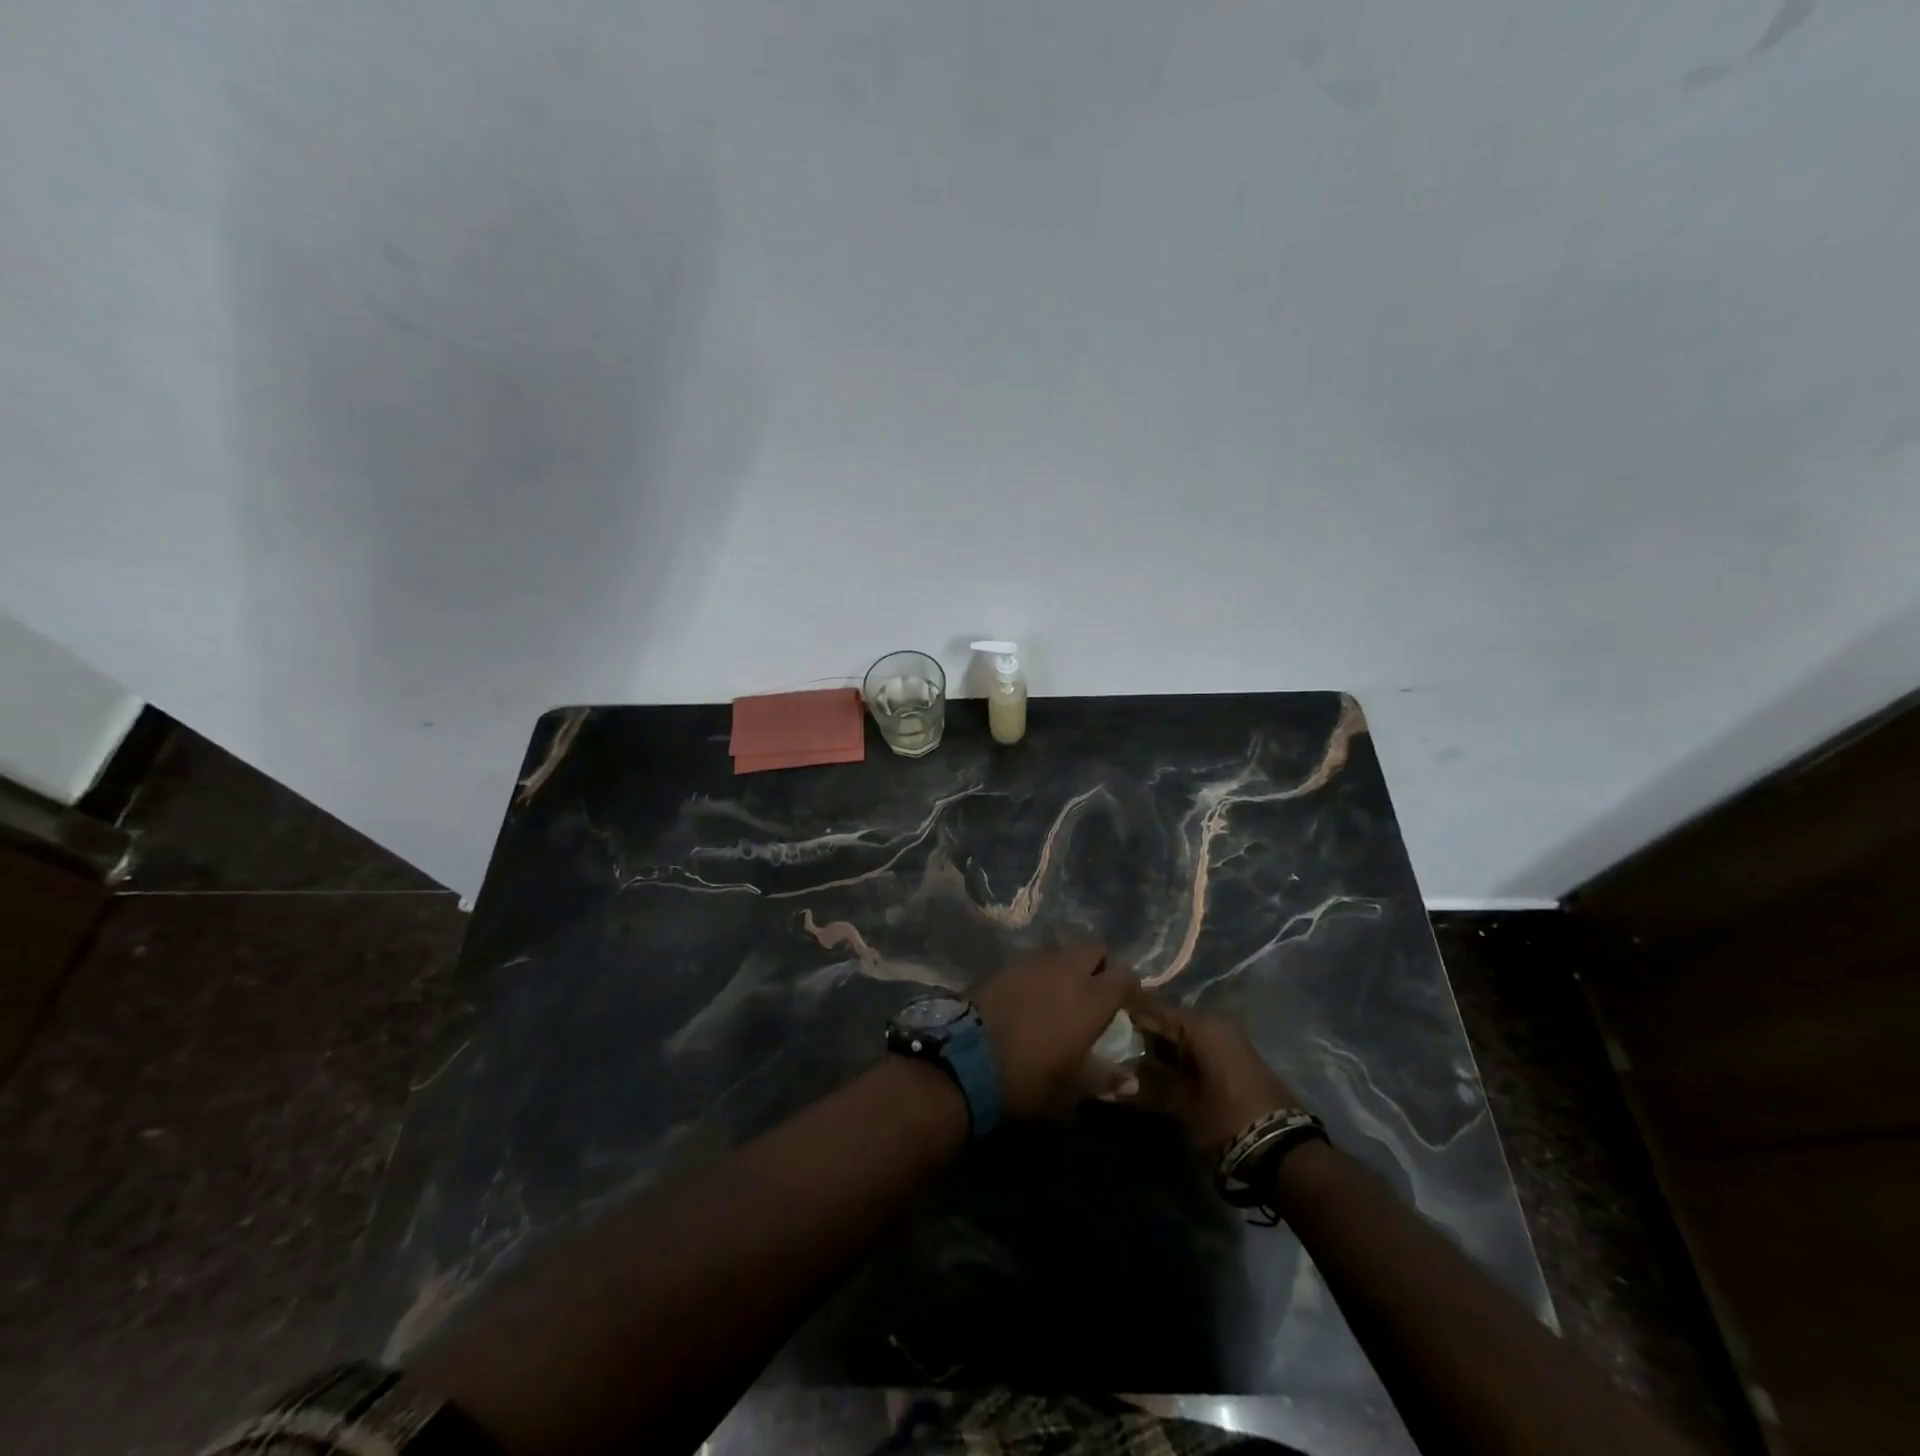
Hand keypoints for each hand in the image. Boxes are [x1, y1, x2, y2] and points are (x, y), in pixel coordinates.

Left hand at [973, 944, 1138, 1118]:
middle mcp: (1068, 971)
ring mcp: (1035, 962)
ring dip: (1067, 965)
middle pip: (1093, 949)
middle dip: (1097, 964)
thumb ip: (1104, 1079)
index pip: (1125, 975)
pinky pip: (1035, 959)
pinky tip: (1032, 993)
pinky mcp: (1007, 964)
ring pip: (1062, 951)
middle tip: (1092, 991)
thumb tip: (1131, 1083)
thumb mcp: (1071, 1089)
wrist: (968, 1058)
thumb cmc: (1030, 1078)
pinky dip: (1040, 971)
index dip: (1128, 987)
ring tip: (1059, 991)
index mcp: (1092, 999)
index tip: (1124, 1003)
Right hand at [1127, 994, 1305, 1155]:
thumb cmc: (1226, 1120)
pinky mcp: (1237, 1059)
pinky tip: (1162, 1071)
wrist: (1284, 1152)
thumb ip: (1147, 1083)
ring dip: (1162, 1047)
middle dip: (1143, 1032)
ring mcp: (1230, 1040)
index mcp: (1200, 1025)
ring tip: (1132, 1061)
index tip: (1101, 1017)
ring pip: (1184, 1035)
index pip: (1153, 1007)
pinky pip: (1199, 1047)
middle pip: (1169, 1020)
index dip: (1126, 1012)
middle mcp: (1215, 1023)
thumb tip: (1117, 1075)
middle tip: (1113, 1044)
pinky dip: (1180, 1056)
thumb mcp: (1180, 1103)